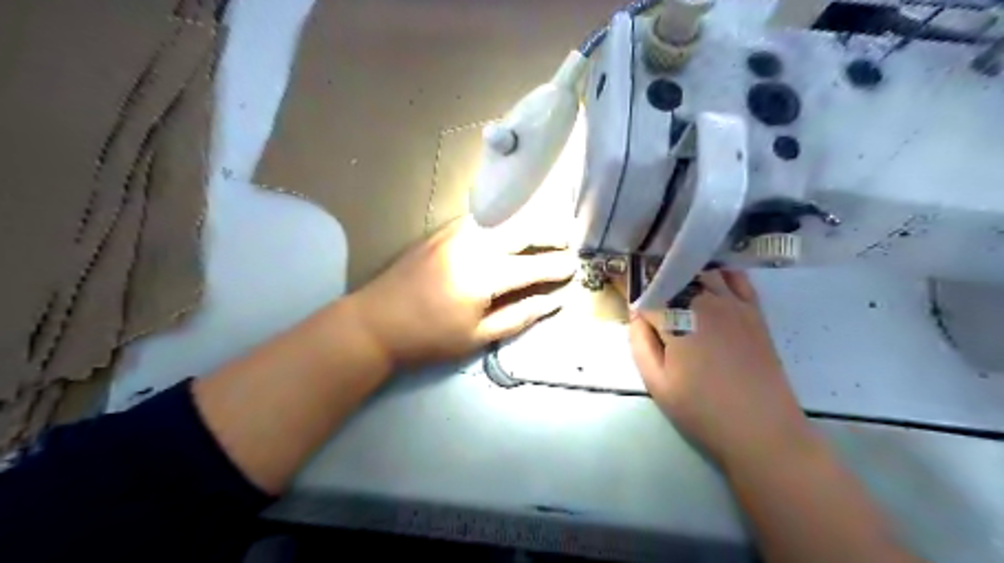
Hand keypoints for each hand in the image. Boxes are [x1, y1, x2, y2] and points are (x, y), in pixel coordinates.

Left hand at [351, 220, 575, 370]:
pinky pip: (482, 220)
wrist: (376, 321)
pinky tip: (509, 233)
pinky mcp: (443, 231)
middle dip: (550, 235)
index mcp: (485, 275)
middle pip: (523, 230)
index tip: (575, 267)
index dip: (558, 267)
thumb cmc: (429, 337)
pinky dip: (503, 224)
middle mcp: (475, 244)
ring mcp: (457, 232)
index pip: (534, 266)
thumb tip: (552, 302)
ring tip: (543, 236)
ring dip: (528, 225)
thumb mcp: (478, 336)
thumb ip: (519, 316)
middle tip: (566, 244)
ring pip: (504, 220)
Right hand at [625, 271, 813, 468]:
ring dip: (684, 279)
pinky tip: (710, 282)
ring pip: (701, 274)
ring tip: (675, 294)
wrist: (762, 430)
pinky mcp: (754, 312)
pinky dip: (719, 274)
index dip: (633, 298)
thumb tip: (637, 314)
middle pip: (674, 279)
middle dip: (657, 286)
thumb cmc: (702, 410)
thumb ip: (639, 343)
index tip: (626, 302)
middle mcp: (705, 302)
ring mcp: (733, 304)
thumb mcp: (656, 383)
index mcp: (677, 320)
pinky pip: (736, 278)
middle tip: (650, 304)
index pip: (647, 295)